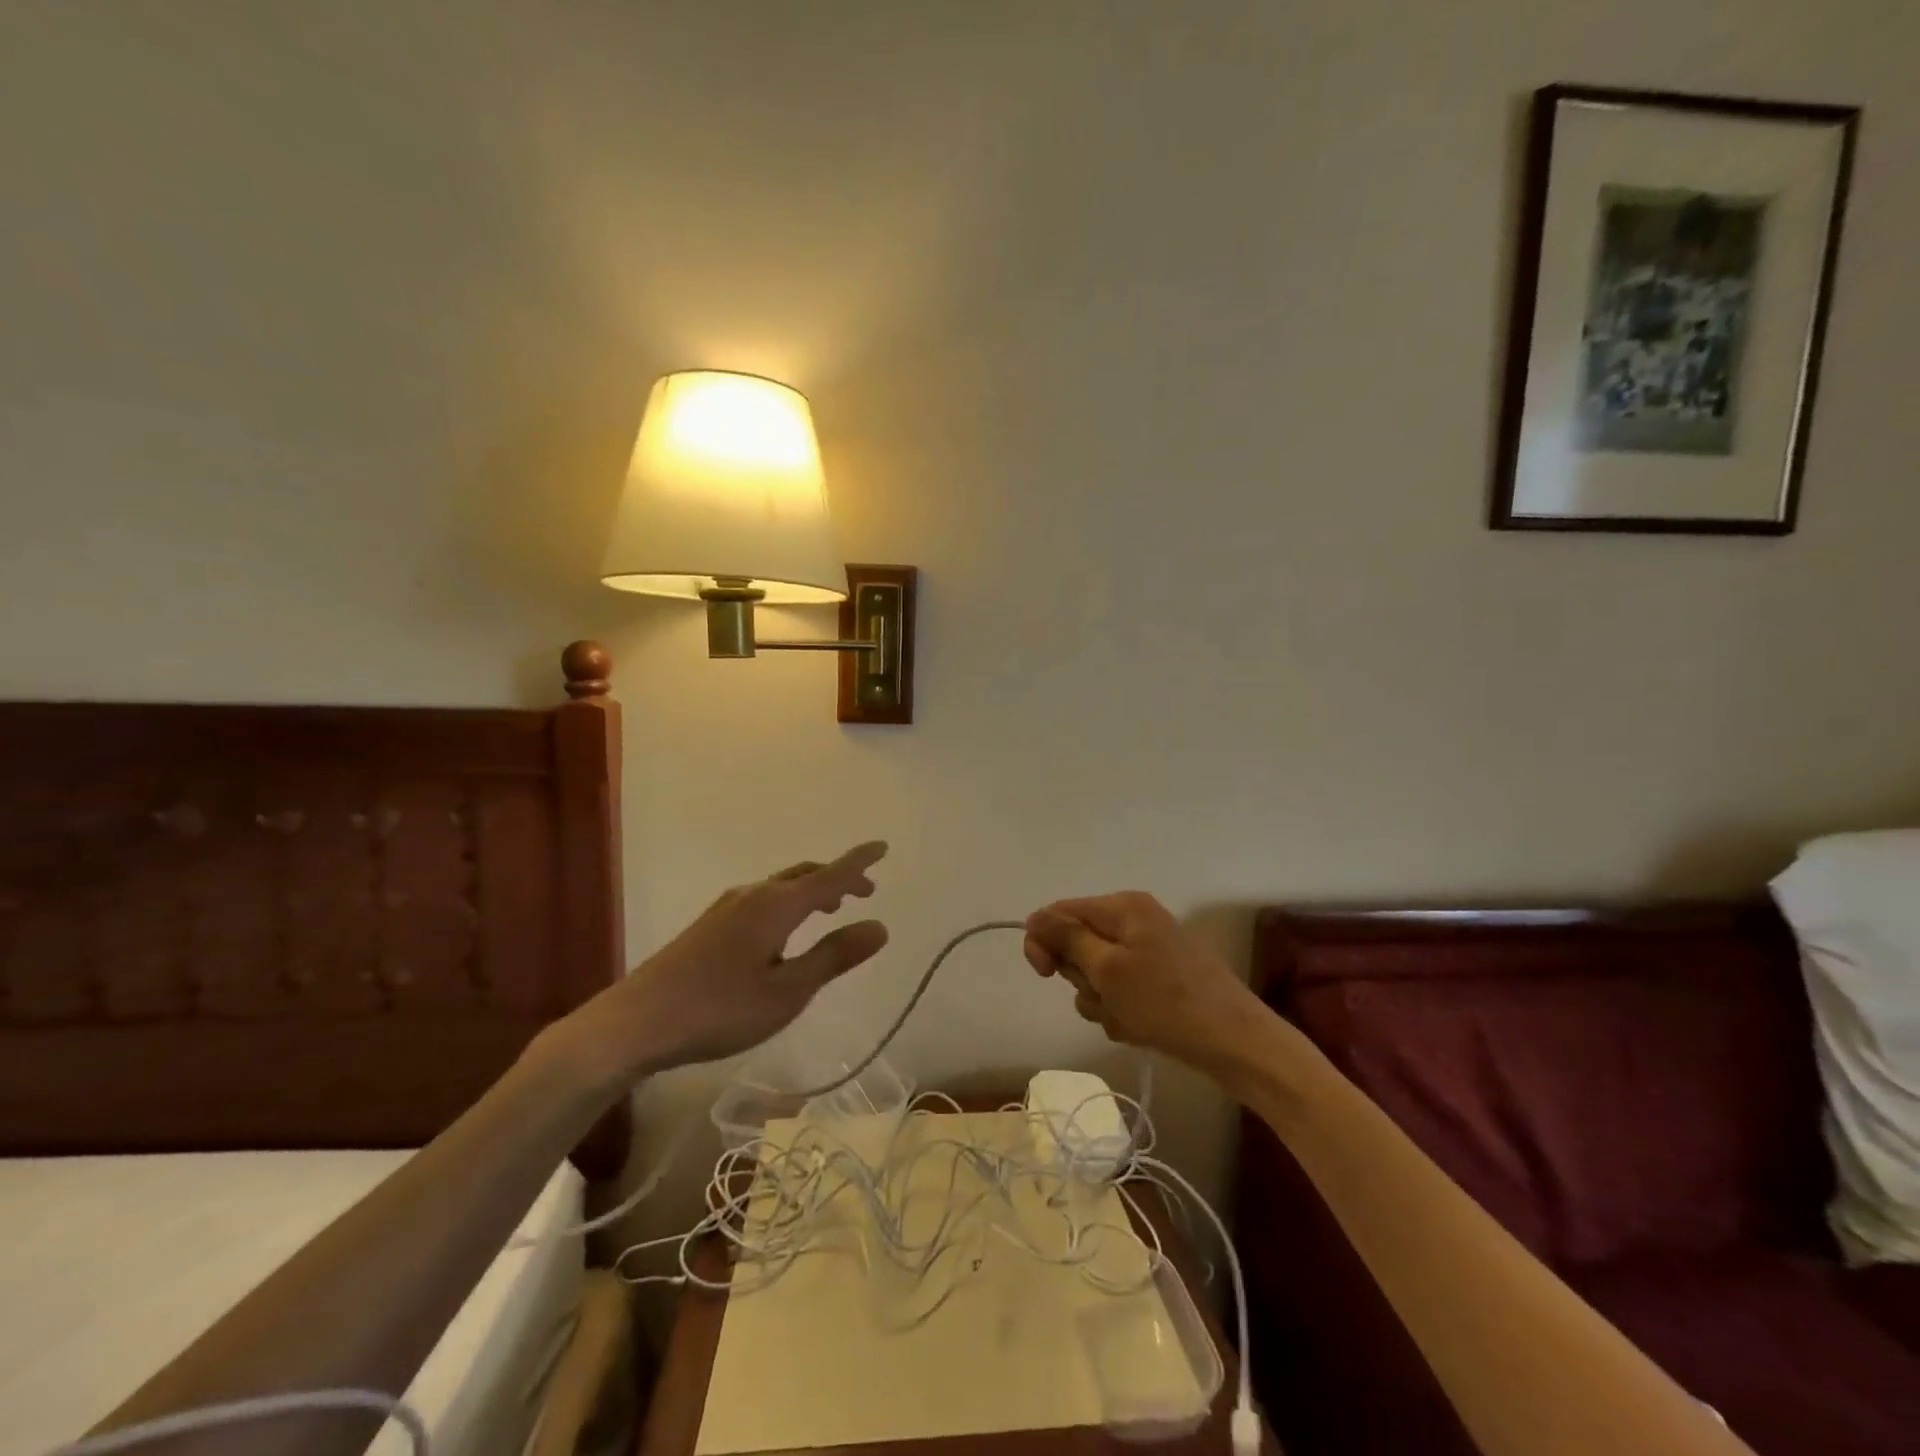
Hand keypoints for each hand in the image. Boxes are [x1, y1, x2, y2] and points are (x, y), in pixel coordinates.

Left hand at [550, 842, 889, 1092]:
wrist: (637, 1021)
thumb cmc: (720, 1009)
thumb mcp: (788, 991)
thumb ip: (834, 956)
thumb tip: (880, 926)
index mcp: (776, 906)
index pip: (829, 876)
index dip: (858, 863)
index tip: (882, 847)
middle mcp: (753, 895)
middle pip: (804, 875)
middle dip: (837, 879)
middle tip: (864, 893)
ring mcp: (727, 908)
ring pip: (781, 887)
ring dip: (811, 891)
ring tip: (830, 911)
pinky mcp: (710, 925)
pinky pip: (762, 900)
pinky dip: (788, 903)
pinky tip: (783, 934)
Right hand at [1023, 891, 1266, 1071]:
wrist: (1236, 1043)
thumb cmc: (1166, 1002)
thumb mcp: (1108, 969)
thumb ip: (1066, 938)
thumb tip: (1034, 916)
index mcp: (1123, 907)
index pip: (1060, 912)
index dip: (1044, 942)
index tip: (1046, 974)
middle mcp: (1134, 921)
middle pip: (1078, 945)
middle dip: (1082, 978)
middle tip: (1105, 996)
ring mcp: (1149, 952)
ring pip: (1096, 975)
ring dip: (1101, 1001)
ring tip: (1127, 1017)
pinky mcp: (1159, 981)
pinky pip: (1120, 993)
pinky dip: (1121, 1012)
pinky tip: (1140, 1028)